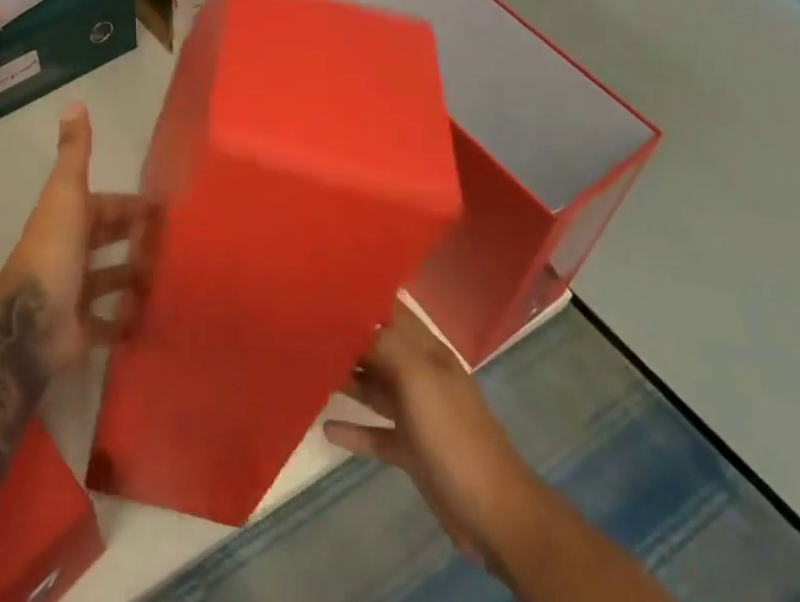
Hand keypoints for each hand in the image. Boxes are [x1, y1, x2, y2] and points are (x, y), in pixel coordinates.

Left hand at [0, 103, 142, 373]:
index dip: (128, 205)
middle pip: (106, 241)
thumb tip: (74, 101)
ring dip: (133, 278)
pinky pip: (108, 324)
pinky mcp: (80, 331)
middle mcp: (69, 253)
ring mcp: (73, 293)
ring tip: (169, 277)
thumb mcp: (66, 191)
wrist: (30, 323)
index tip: (162, 210)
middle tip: (173, 243)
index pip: (102, 206)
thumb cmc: (53, 249)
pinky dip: (126, 321)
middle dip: (134, 238)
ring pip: (108, 281)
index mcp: (67, 219)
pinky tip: (152, 316)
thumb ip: (75, 151)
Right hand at [325, 300, 529, 572]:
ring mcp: (417, 415)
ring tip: (309, 367)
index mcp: (427, 352)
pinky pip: (376, 433)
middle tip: (305, 325)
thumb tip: (350, 316)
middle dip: (347, 337)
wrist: (494, 515)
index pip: (391, 311)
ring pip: (375, 387)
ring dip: (347, 378)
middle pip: (378, 347)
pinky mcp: (411, 451)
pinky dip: (354, 430)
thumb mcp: (418, 379)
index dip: (362, 297)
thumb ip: (383, 344)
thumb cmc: (454, 436)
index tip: (325, 285)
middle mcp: (420, 375)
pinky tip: (326, 428)